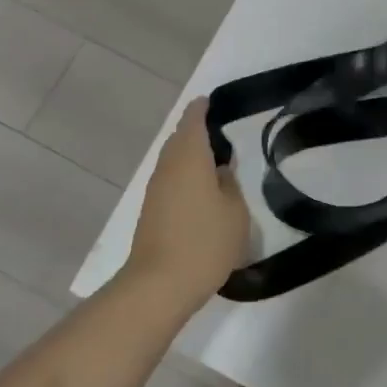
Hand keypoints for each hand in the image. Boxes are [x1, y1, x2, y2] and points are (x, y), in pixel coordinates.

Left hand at [123, 98, 249, 310]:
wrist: (159, 285)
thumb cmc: (204, 242)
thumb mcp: (235, 212)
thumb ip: (230, 184)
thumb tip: (220, 171)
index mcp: (189, 156)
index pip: (193, 119)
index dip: (203, 108)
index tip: (214, 101)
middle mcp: (168, 166)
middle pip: (180, 138)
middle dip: (197, 131)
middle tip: (222, 132)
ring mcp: (156, 189)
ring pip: (173, 160)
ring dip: (190, 155)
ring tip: (215, 161)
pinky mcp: (151, 211)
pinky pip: (170, 179)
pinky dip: (185, 175)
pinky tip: (201, 189)